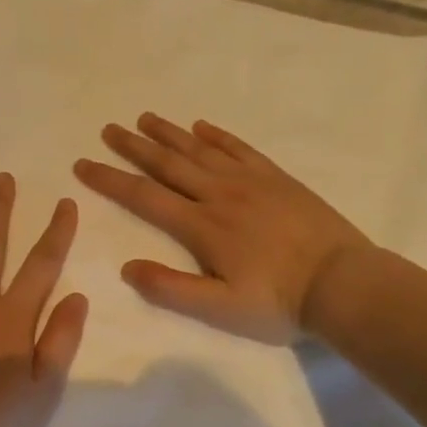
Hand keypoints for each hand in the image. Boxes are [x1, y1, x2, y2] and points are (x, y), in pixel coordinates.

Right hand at [74, 113, 373, 343]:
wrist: (344, 284)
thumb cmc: (279, 302)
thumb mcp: (220, 309)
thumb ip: (171, 289)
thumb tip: (126, 267)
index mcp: (201, 226)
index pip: (144, 197)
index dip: (110, 180)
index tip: (83, 165)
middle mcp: (219, 194)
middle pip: (168, 164)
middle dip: (134, 146)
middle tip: (108, 128)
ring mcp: (251, 182)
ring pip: (200, 149)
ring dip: (170, 133)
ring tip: (145, 118)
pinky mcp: (277, 178)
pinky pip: (240, 148)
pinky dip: (218, 135)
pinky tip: (202, 126)